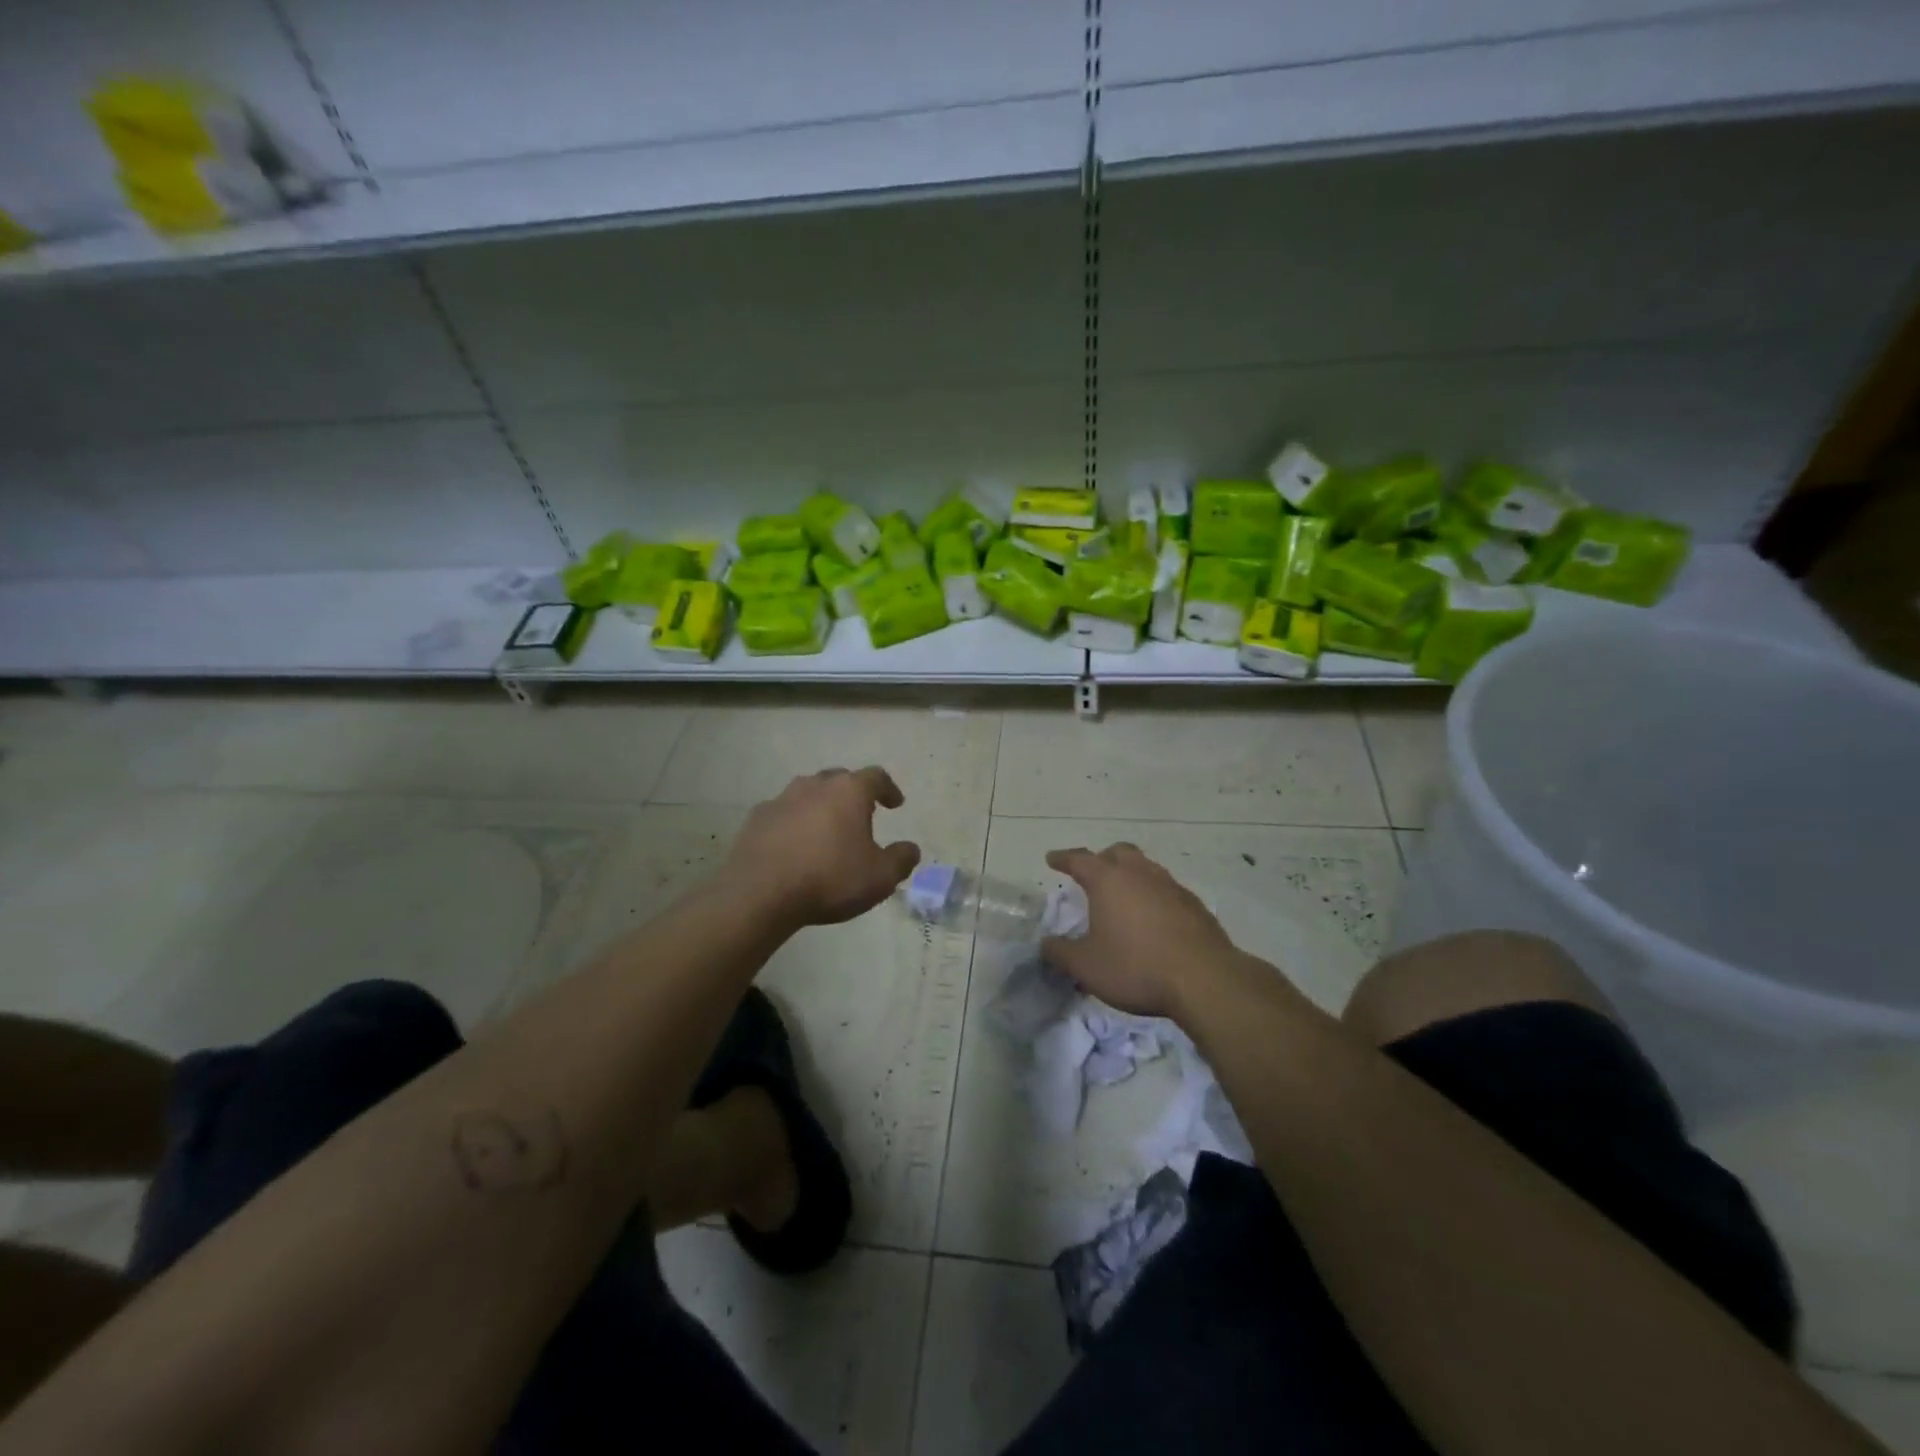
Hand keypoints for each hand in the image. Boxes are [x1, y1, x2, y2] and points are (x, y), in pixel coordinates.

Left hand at [726, 767, 921, 926]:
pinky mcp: (757, 818)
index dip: (888, 789)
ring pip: (808, 793)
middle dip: (853, 794)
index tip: (895, 803)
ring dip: (821, 806)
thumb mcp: (879, 877)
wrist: (760, 893)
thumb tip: (911, 849)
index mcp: (849, 791)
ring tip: (827, 829)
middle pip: (840, 779)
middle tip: (862, 815)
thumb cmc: (829, 879)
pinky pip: (783, 813)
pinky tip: (795, 844)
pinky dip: (794, 823)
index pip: (876, 777)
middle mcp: (815, 785)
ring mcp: (781, 799)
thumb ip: (901, 860)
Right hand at [1042, 843, 1245, 1019]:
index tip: (1052, 859)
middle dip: (1102, 859)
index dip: (1063, 859)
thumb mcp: (1086, 966)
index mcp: (1108, 880)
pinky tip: (1153, 919)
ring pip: (1145, 868)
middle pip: (1118, 853)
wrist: (1204, 979)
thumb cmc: (1136, 967)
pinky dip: (1153, 895)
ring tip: (1123, 896)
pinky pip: (1166, 889)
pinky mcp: (1194, 905)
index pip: (1079, 860)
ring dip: (1131, 875)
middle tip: (1092, 874)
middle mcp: (1140, 873)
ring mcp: (1171, 886)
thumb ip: (1060, 953)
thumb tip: (1045, 943)